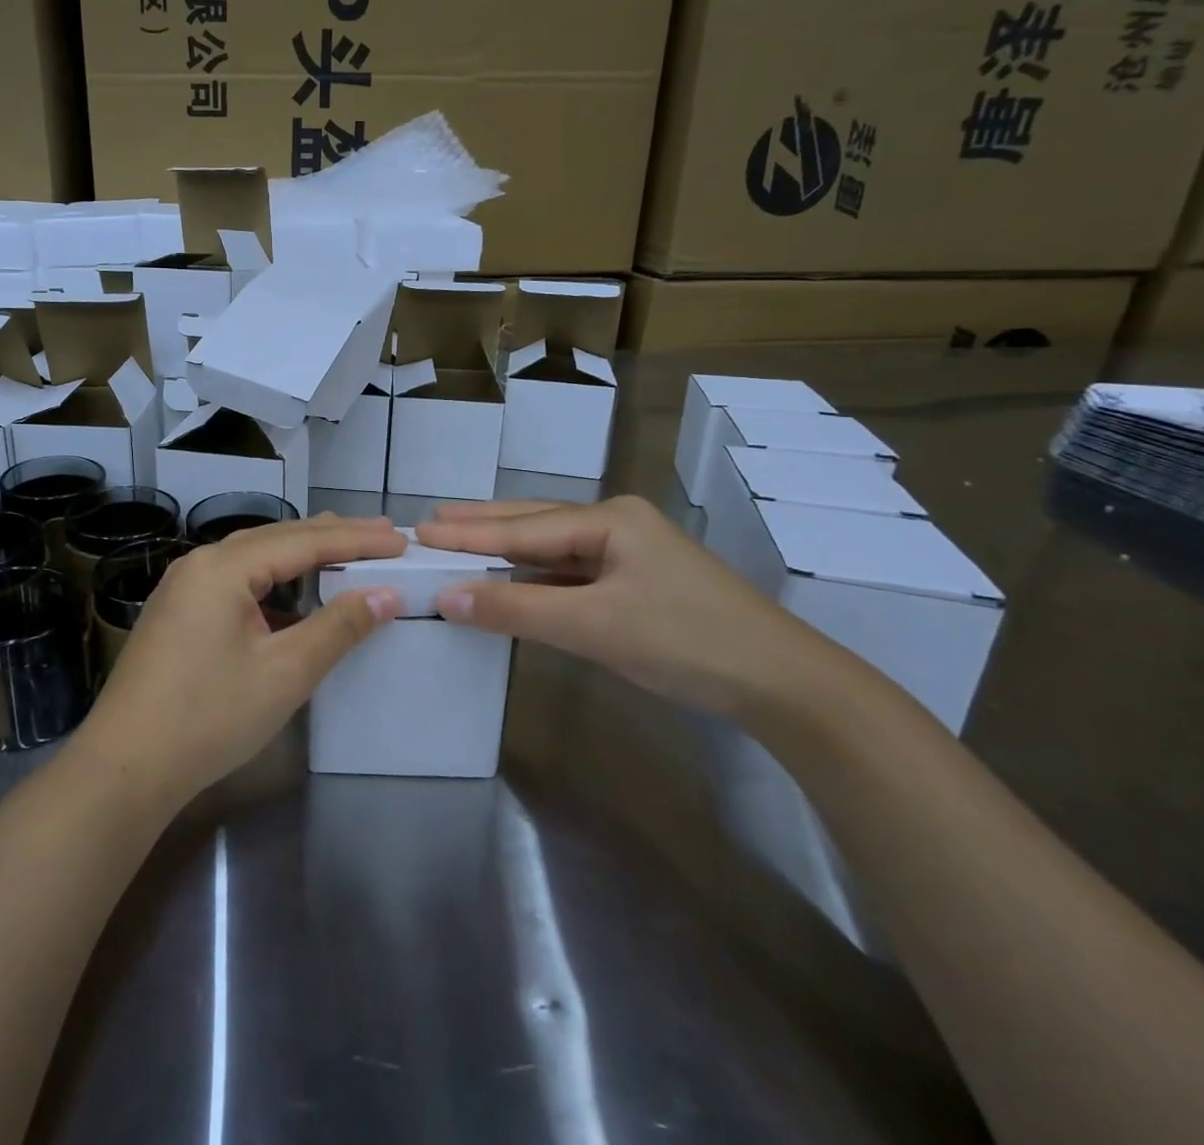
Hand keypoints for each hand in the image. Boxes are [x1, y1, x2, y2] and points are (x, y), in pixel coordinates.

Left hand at [75, 515, 406, 806]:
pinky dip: (274, 579)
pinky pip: (236, 579)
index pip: (302, 541)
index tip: (398, 540)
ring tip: (344, 547)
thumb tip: (386, 595)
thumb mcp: (284, 673)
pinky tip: (292, 592)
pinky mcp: (178, 612)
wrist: (125, 767)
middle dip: (331, 536)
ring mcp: (183, 587)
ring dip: (301, 553)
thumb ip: (338, 628)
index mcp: (222, 567)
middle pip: (276, 538)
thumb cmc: (209, 717)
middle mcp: (200, 564)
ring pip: (254, 556)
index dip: (355, 540)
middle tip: (381, 534)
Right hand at [416, 496, 853, 719]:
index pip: (522, 527)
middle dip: (483, 524)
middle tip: (432, 520)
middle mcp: (617, 524)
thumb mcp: (593, 625)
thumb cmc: (685, 641)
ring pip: (553, 547)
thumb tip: (445, 596)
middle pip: (535, 523)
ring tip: (461, 540)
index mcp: (609, 519)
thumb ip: (516, 607)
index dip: (467, 533)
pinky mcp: (639, 583)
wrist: (785, 684)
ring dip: (508, 549)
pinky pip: (573, 572)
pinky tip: (515, 578)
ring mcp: (631, 553)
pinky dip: (537, 576)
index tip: (418, 531)